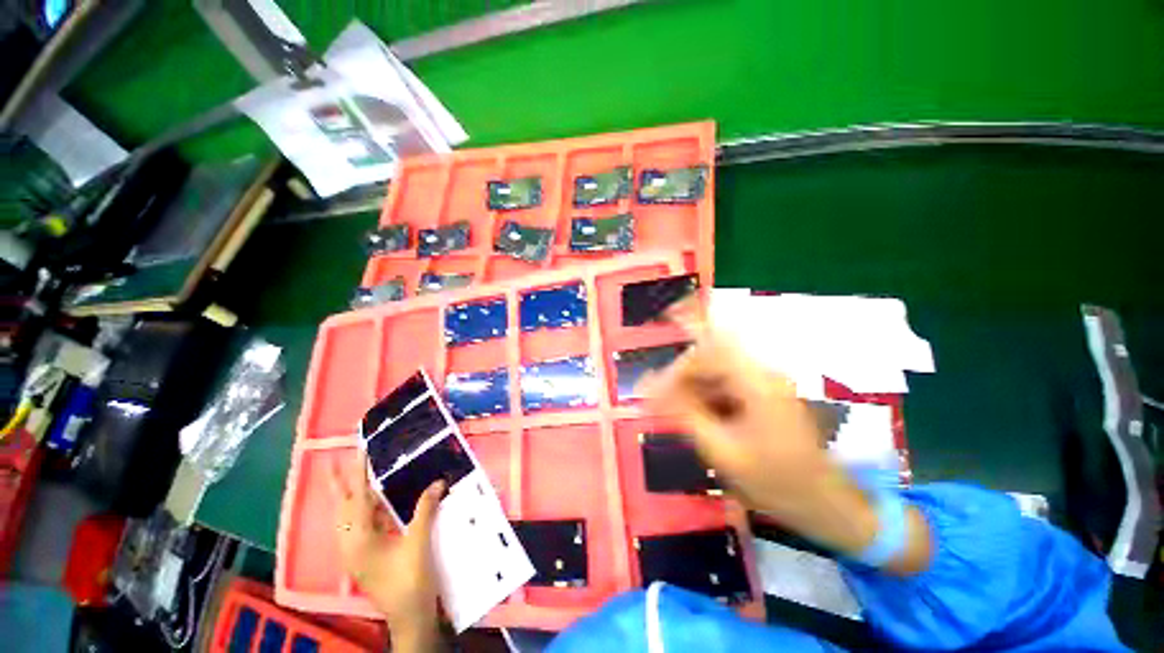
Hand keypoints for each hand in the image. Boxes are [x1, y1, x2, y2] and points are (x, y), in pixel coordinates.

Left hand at [329, 450, 443, 650]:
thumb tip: (437, 482)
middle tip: (333, 463)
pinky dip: (359, 512)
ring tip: (348, 478)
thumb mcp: (419, 544)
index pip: (358, 500)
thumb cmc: (411, 582)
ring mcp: (354, 555)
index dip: (360, 474)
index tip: (360, 452)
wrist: (409, 617)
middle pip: (341, 509)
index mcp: (359, 541)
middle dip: (338, 486)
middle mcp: (349, 546)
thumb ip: (425, 510)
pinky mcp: (362, 559)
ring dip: (347, 498)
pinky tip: (370, 505)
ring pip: (345, 520)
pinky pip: (355, 528)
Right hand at [643, 332, 931, 573]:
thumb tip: (648, 387)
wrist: (827, 507)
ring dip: (693, 391)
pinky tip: (701, 423)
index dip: (677, 365)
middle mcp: (761, 373)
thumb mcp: (721, 450)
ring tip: (680, 420)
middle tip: (663, 408)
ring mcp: (764, 384)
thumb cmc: (777, 483)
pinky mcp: (763, 396)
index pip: (706, 349)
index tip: (656, 389)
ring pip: (715, 373)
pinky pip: (725, 387)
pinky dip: (707, 400)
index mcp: (756, 381)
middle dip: (682, 380)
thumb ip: (683, 413)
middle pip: (709, 359)